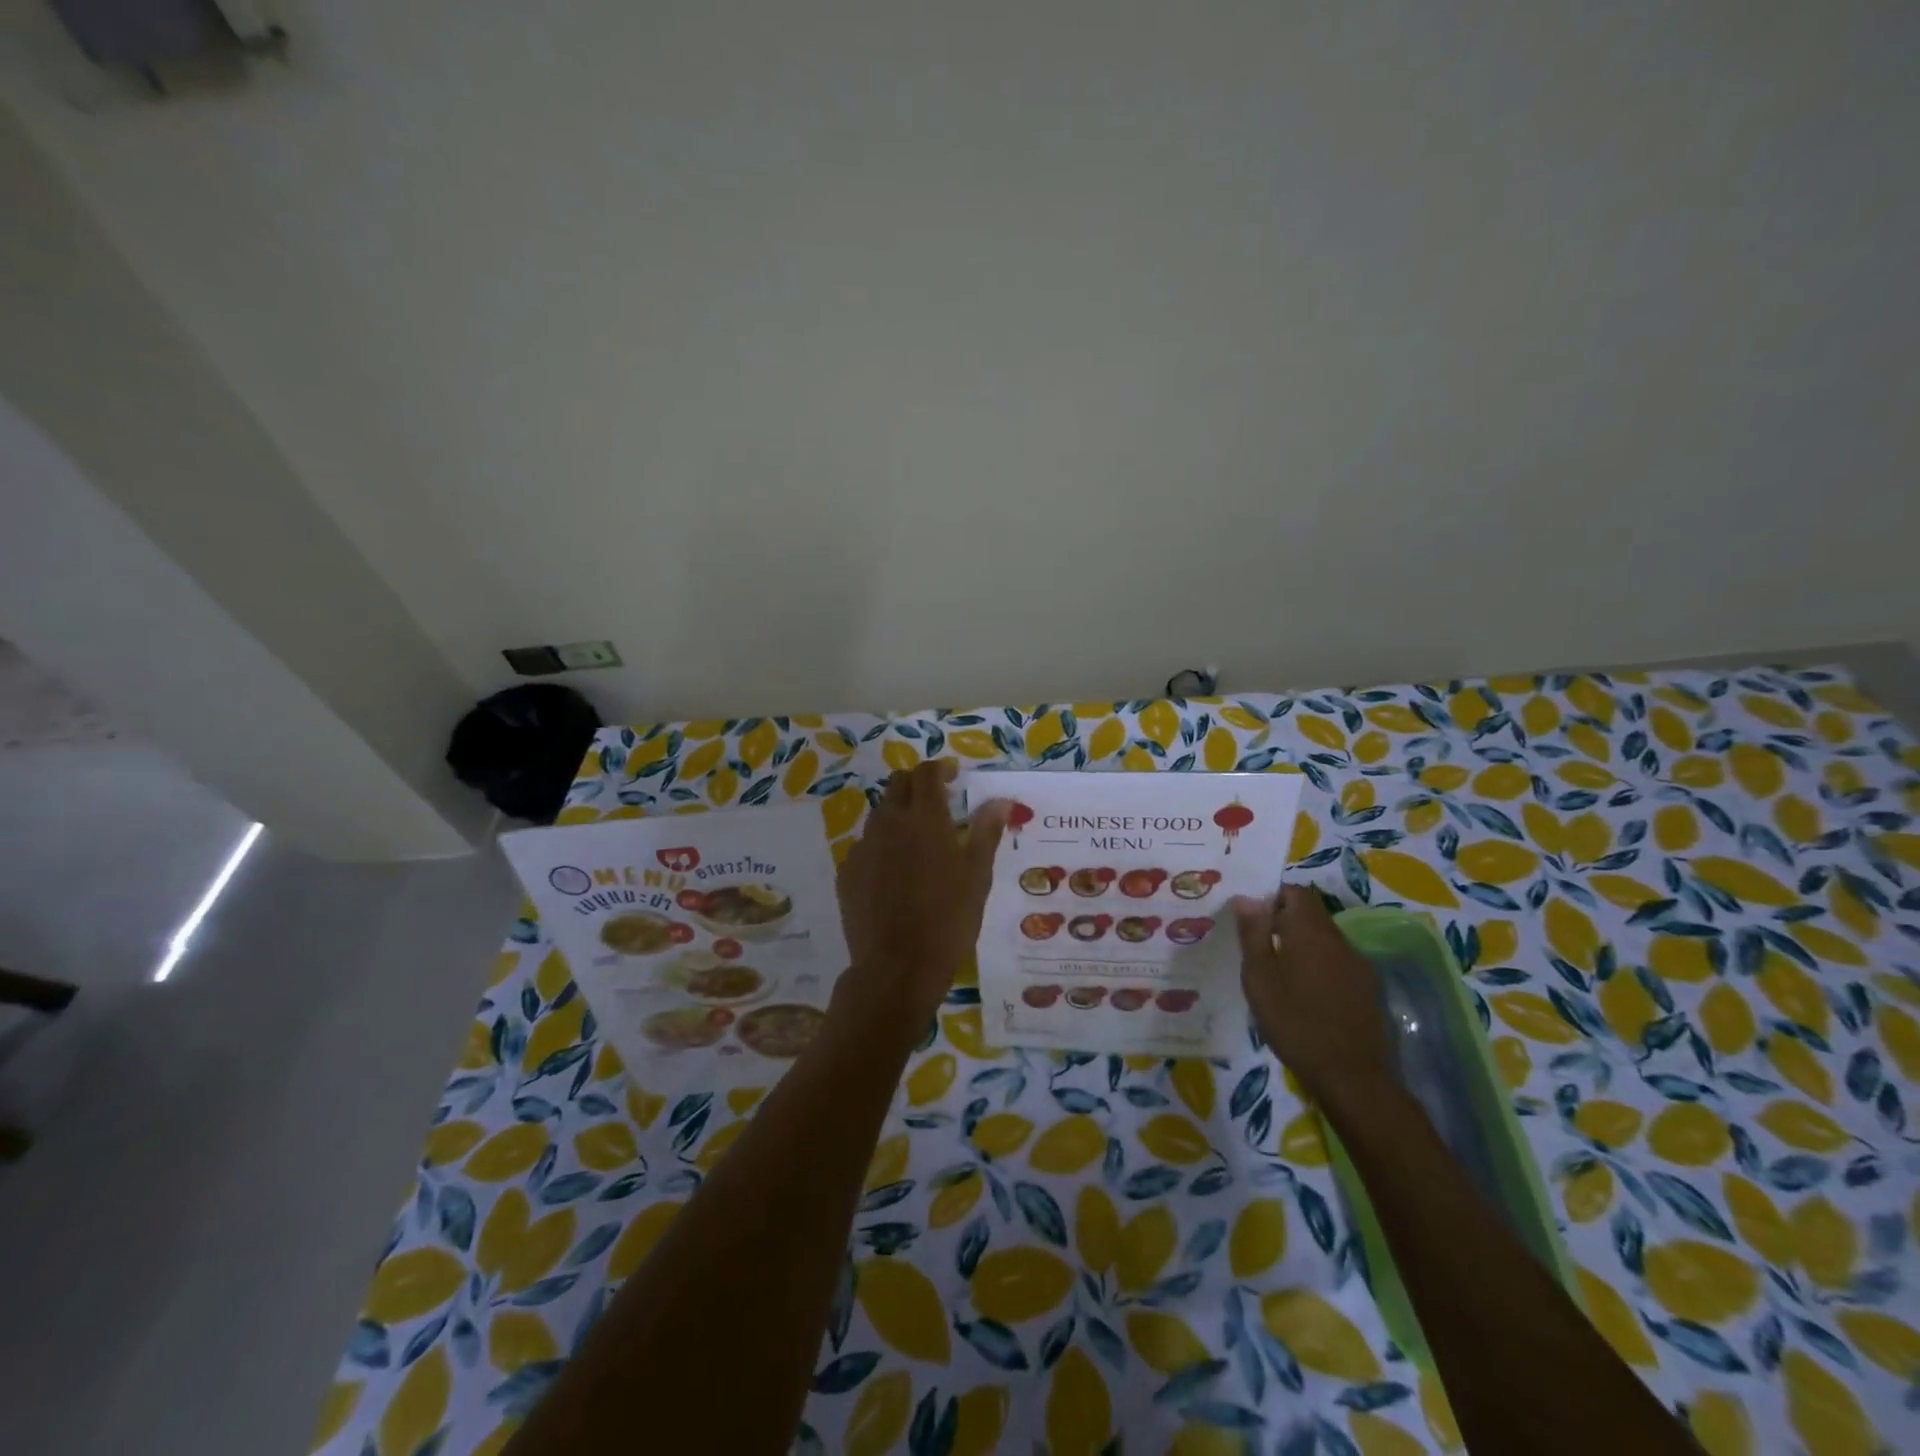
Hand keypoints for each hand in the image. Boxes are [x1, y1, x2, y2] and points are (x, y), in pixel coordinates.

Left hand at [835, 760, 1008, 1037]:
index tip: (953, 775)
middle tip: (936, 800)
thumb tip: (1001, 800)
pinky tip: (894, 873)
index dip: (940, 768)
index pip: (927, 773)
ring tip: (917, 839)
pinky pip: (865, 846)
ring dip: (898, 814)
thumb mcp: (977, 876)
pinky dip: (882, 846)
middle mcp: (889, 823)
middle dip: (917, 784)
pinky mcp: (848, 872)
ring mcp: (864, 847)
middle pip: (898, 785)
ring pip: (879, 814)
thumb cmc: (948, 919)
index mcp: (925, 819)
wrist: (897, 967)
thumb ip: (986, 832)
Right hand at [1234, 885, 1397, 1124]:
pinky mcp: (1369, 991)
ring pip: (1325, 942)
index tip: (1253, 919)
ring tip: (1279, 975)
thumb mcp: (1259, 976)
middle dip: (1285, 923)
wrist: (1351, 1076)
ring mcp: (1358, 966)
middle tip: (1259, 948)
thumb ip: (1253, 933)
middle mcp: (1339, 940)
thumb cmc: (1293, 1020)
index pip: (1296, 892)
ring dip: (1303, 948)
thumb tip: (1247, 898)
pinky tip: (1306, 997)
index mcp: (1310, 931)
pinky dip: (1320, 969)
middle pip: (1312, 916)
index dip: (1273, 897)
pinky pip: (1338, 965)